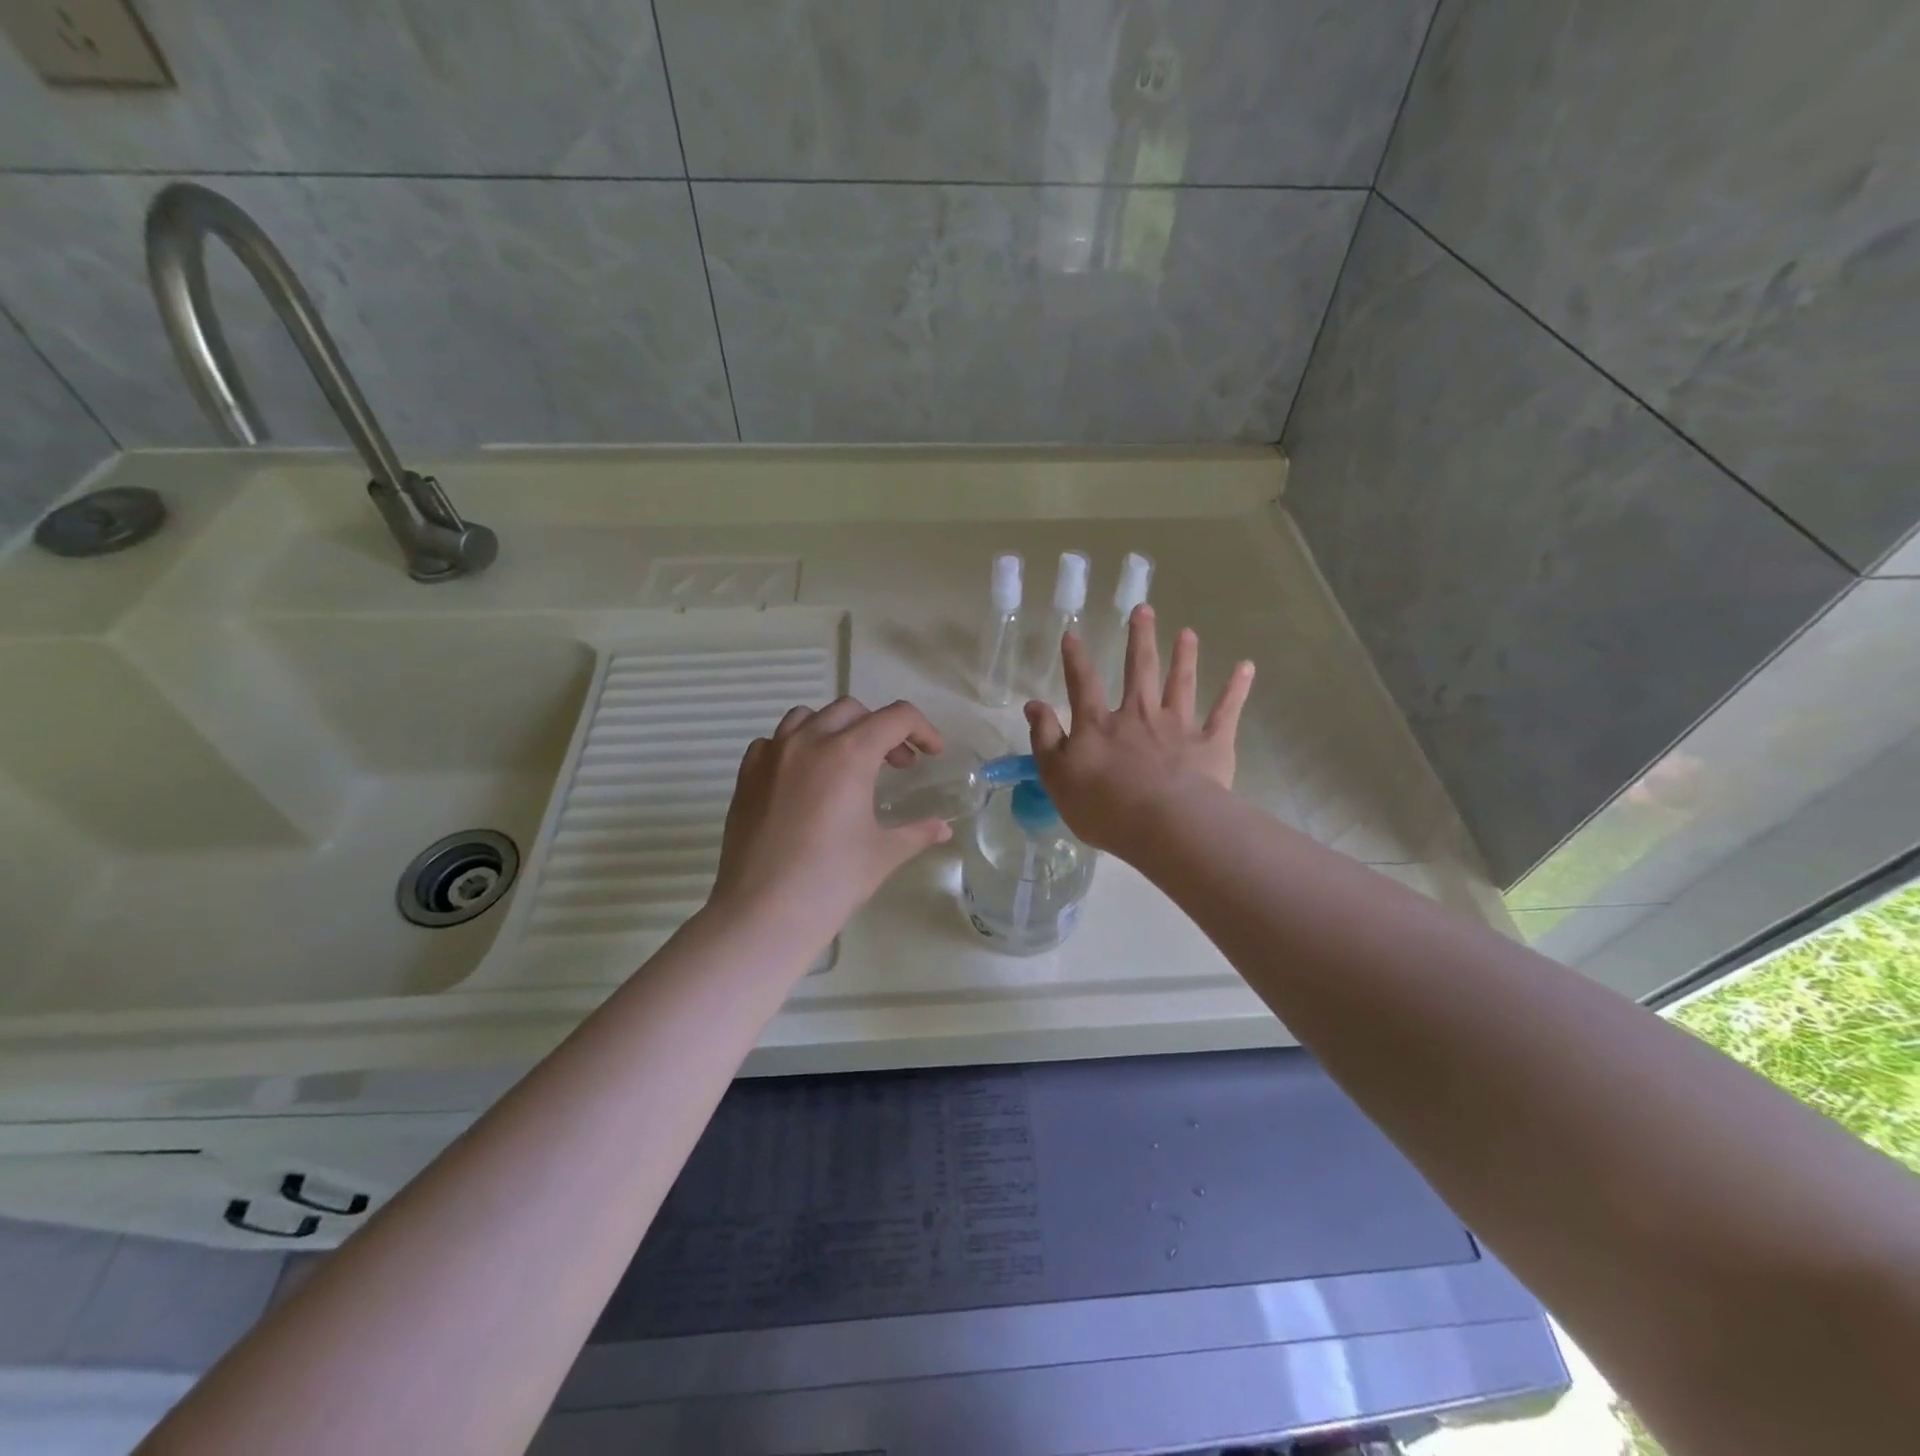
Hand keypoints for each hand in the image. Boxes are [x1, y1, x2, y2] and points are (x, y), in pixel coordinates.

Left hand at [710, 697, 952, 943]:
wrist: (763, 913)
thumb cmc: (831, 882)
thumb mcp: (883, 854)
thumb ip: (917, 832)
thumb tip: (943, 829)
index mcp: (849, 754)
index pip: (896, 717)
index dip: (922, 730)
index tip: (931, 754)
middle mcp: (808, 742)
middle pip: (853, 710)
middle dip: (881, 729)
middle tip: (895, 765)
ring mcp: (772, 755)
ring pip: (808, 716)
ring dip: (837, 729)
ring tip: (848, 763)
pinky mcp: (747, 775)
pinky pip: (774, 741)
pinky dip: (796, 747)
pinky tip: (804, 779)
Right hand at [1025, 605, 1253, 853]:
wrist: (1164, 823)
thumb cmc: (1103, 806)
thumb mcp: (1057, 776)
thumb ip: (1045, 738)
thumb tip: (1033, 705)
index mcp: (1100, 725)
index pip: (1083, 684)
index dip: (1075, 659)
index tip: (1073, 633)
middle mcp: (1139, 715)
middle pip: (1139, 670)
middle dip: (1139, 639)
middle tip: (1143, 610)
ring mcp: (1178, 726)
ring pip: (1181, 683)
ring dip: (1185, 656)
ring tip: (1188, 633)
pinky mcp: (1211, 744)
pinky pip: (1225, 711)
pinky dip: (1236, 689)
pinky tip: (1246, 667)